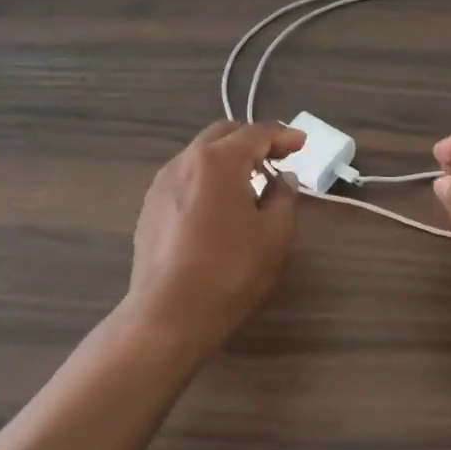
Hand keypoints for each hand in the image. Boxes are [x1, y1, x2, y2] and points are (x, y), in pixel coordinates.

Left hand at [125, 122, 304, 354]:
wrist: (168, 316)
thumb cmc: (229, 272)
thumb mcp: (274, 235)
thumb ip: (284, 198)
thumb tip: (282, 180)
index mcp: (218, 161)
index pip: (256, 133)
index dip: (283, 135)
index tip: (301, 143)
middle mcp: (185, 162)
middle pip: (223, 134)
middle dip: (252, 140)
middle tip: (277, 157)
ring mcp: (161, 184)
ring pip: (199, 155)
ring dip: (228, 159)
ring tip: (249, 183)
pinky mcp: (149, 208)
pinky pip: (185, 178)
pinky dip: (208, 179)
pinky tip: (219, 206)